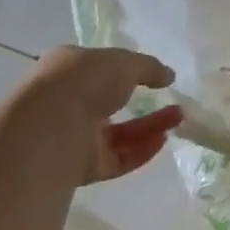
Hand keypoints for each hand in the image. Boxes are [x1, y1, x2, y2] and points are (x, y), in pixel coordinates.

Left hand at [23, 47, 182, 182]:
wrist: (50, 128)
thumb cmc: (84, 80)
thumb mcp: (123, 62)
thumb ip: (149, 67)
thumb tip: (169, 75)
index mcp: (68, 69)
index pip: (98, 69)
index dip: (125, 70)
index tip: (152, 76)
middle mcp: (67, 102)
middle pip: (112, 104)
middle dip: (145, 104)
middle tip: (175, 103)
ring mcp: (74, 137)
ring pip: (118, 134)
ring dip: (149, 126)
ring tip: (178, 119)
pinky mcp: (81, 167)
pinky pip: (117, 159)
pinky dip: (140, 151)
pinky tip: (162, 140)